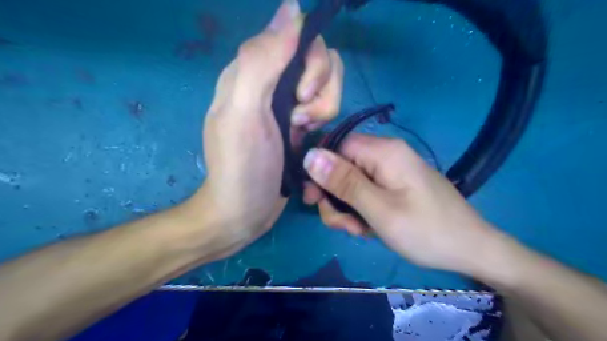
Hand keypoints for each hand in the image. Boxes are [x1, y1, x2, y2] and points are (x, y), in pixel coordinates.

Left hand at [195, 1, 343, 254]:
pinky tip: (305, 140)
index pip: (298, 37)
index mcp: (253, 70)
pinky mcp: (300, 122)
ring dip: (323, 109)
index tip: (301, 96)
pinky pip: (327, 105)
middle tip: (299, 121)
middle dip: (320, 91)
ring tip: (301, 134)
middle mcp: (272, 81)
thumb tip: (291, 6)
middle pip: (320, 60)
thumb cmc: (242, 166)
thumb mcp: (244, 111)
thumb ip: (262, 60)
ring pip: (328, 84)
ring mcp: (288, 103)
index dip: (311, 63)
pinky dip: (323, 121)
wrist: (244, 211)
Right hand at [303, 134, 496, 271]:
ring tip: (359, 230)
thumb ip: (343, 182)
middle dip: (335, 196)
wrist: (470, 249)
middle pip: (342, 166)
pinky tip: (368, 228)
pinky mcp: (394, 184)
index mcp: (383, 151)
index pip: (336, 147)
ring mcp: (391, 170)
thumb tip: (310, 155)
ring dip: (347, 207)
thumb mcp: (379, 209)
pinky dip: (360, 210)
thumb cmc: (426, 231)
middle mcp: (385, 154)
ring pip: (351, 182)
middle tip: (344, 225)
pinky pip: (365, 191)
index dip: (320, 171)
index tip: (314, 199)